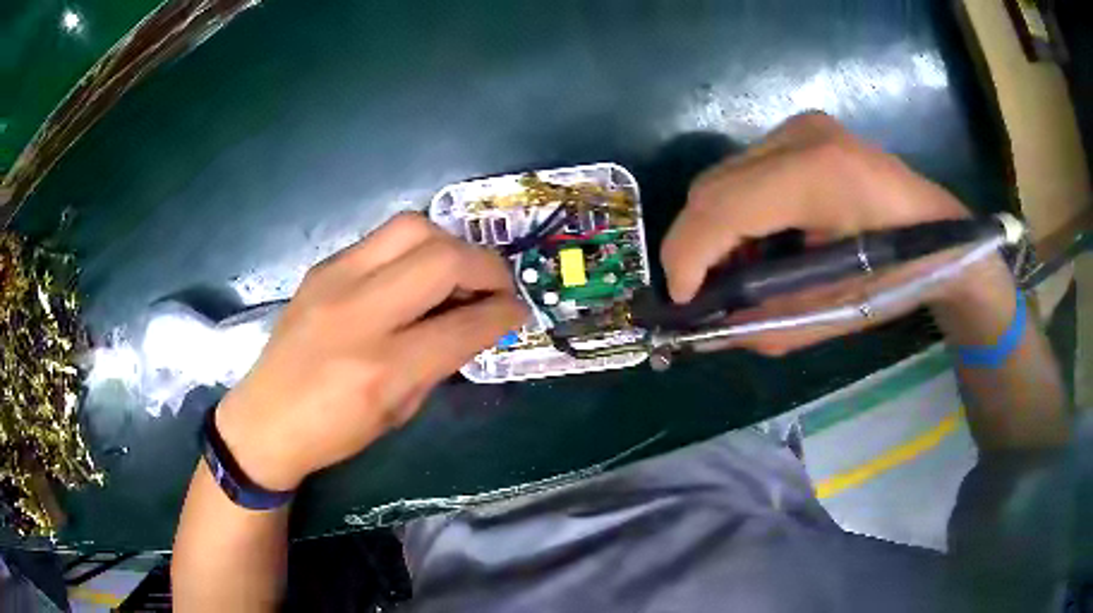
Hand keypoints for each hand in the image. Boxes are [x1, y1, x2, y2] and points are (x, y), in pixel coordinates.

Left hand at [213, 213, 526, 489]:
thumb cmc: (333, 432)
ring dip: (451, 245)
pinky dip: (414, 250)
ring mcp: (334, 280)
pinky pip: (382, 239)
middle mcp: (359, 313)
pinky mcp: (322, 266)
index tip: (519, 312)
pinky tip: (414, 275)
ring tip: (458, 272)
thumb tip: (475, 323)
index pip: (463, 325)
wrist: (264, 419)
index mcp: (381, 368)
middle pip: (443, 258)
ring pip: (413, 229)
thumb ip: (440, 362)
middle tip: (497, 285)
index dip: (504, 314)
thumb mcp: (398, 411)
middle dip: (487, 266)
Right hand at [661, 112, 991, 355]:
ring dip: (716, 229)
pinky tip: (761, 241)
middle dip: (695, 246)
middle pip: (711, 187)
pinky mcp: (802, 131)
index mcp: (819, 174)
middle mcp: (800, 135)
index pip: (723, 207)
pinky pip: (744, 172)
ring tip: (738, 271)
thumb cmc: (903, 277)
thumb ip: (767, 324)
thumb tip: (708, 332)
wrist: (944, 235)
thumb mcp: (837, 314)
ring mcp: (800, 126)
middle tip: (706, 294)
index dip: (688, 257)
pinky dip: (737, 211)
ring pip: (722, 178)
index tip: (682, 303)